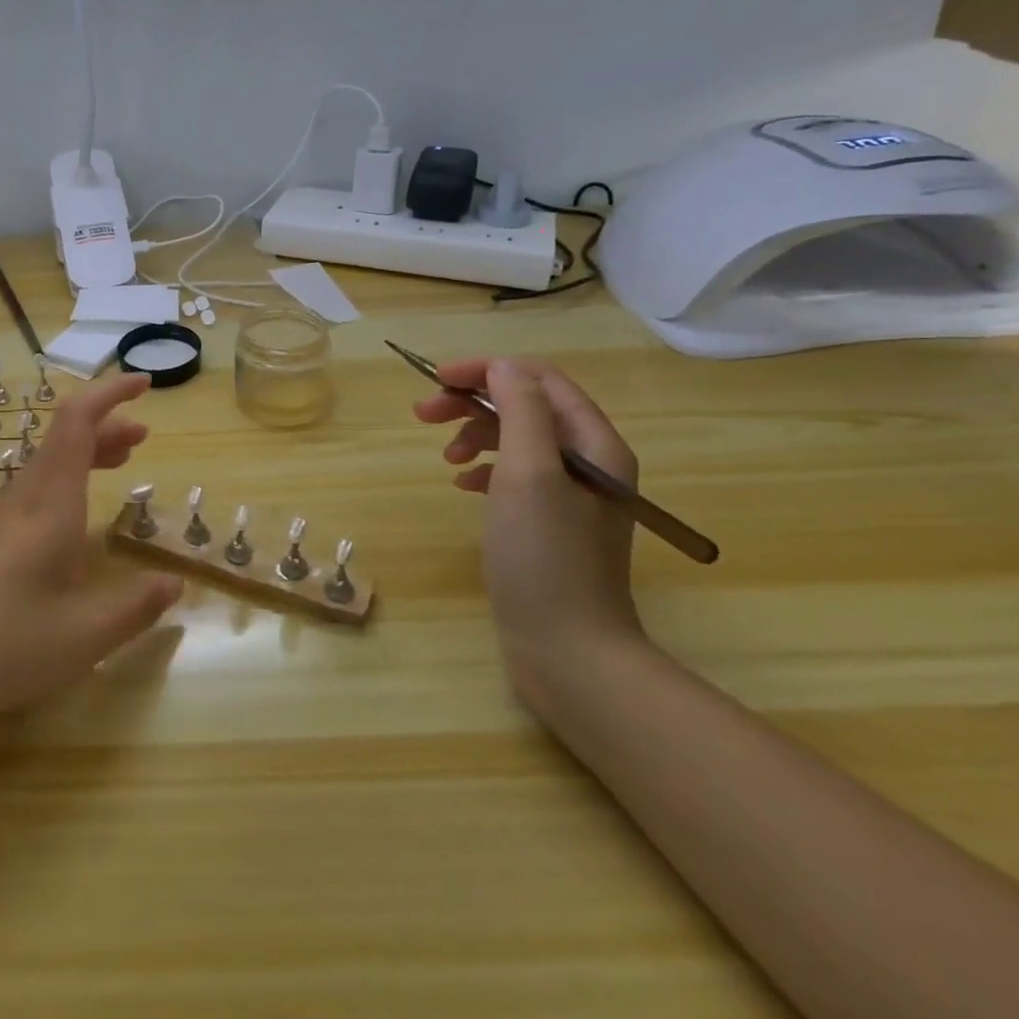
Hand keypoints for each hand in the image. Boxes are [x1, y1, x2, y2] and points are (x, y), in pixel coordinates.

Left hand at [0, 371, 183, 729]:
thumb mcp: (87, 634)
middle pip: (63, 437)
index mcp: (50, 505)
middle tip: (144, 434)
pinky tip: (78, 517)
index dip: (110, 394)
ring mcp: (2, 523)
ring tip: (123, 460)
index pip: (78, 423)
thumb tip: (175, 583)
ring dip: (87, 451)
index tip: (144, 382)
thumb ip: (137, 605)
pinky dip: (69, 480)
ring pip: (49, 463)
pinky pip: (37, 490)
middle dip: (106, 424)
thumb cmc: (6, 645)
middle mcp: (25, 502)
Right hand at [413, 357, 645, 686]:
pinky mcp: (549, 523)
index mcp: (594, 443)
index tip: (436, 379)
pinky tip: (463, 485)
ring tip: (445, 458)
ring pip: (516, 440)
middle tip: (424, 413)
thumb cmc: (545, 556)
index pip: (538, 379)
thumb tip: (501, 367)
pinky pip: (513, 475)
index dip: (486, 370)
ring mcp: (570, 495)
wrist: (568, 651)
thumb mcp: (528, 472)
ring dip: (475, 435)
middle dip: (473, 402)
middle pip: (525, 406)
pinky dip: (483, 469)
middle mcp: (588, 462)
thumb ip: (519, 409)